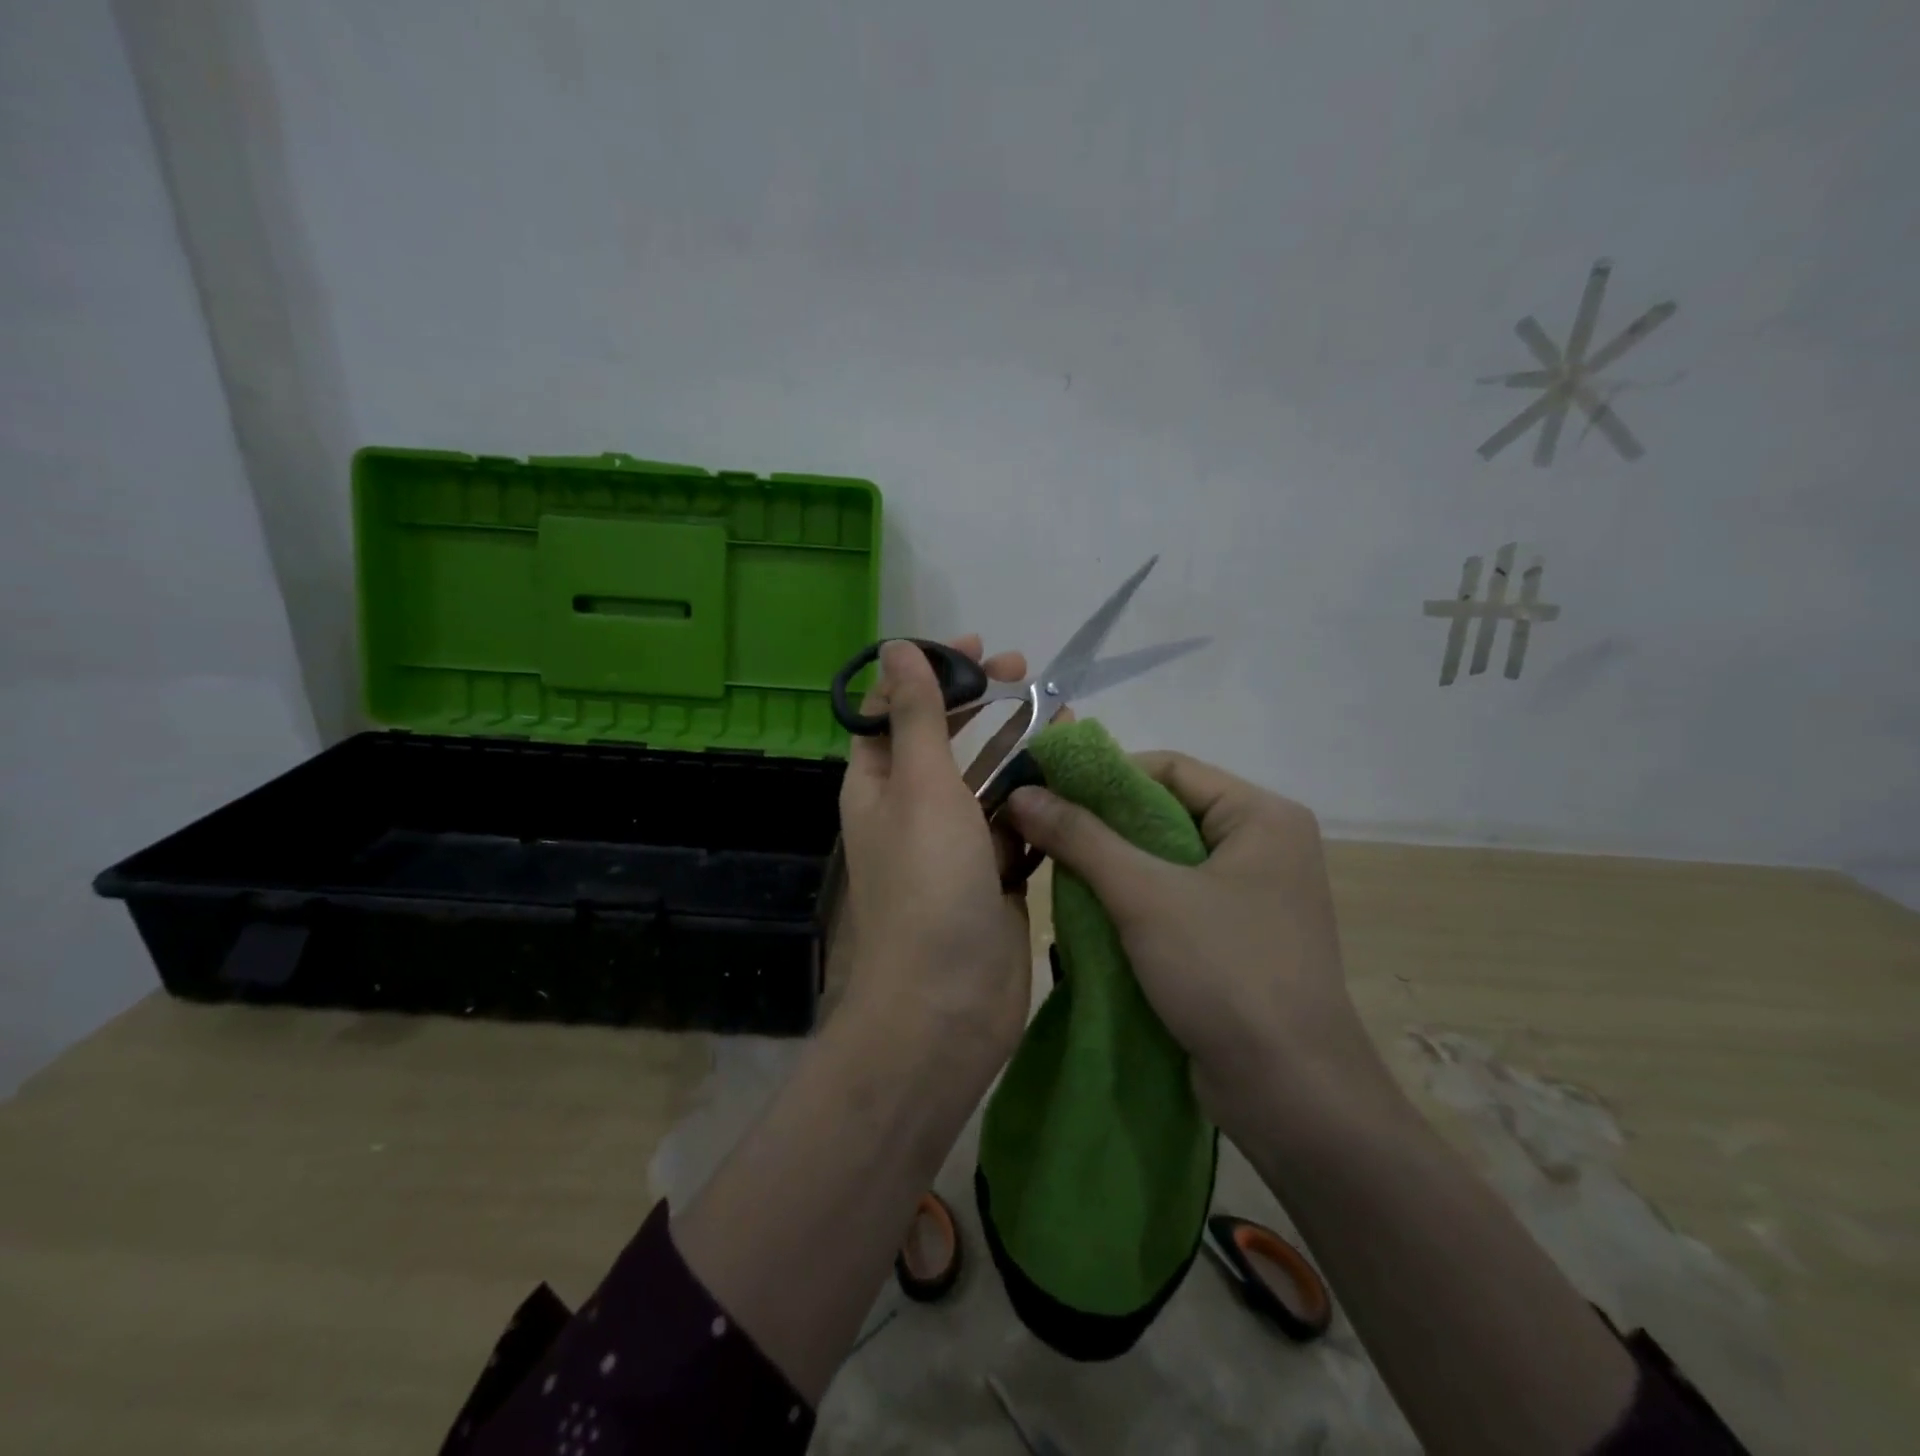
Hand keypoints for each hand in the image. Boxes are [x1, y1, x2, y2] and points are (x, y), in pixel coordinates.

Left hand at [834, 637, 1033, 1087]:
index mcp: (879, 784)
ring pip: (987, 778)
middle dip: (981, 700)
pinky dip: (1039, 796)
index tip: (976, 647)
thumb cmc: (928, 884)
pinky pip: (1017, 821)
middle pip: (945, 738)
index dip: (929, 671)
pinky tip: (1071, 774)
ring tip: (1064, 713)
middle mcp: (912, 808)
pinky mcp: (995, 874)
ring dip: (1019, 745)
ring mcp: (956, 843)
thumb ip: (915, 716)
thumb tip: (896, 646)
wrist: (948, 1003)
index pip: (894, 709)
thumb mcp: (920, 787)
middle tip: (1026, 671)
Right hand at [1006, 751, 1389, 1132]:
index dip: (1103, 775)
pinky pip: (1176, 896)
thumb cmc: (1225, 973)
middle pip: (1166, 811)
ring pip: (1167, 857)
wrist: (1291, 1095)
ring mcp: (1254, 893)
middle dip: (1102, 822)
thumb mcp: (1144, 896)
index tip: (1044, 789)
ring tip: (1056, 869)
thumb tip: (1021, 792)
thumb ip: (1081, 837)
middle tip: (1041, 830)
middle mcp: (1264, 844)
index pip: (1169, 768)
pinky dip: (1133, 898)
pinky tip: (1089, 909)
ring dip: (1112, 864)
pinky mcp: (1239, 935)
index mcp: (1262, 815)